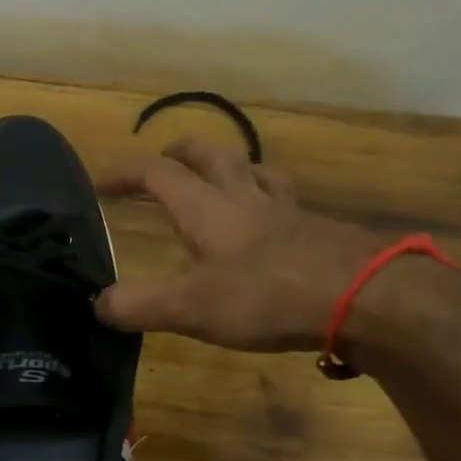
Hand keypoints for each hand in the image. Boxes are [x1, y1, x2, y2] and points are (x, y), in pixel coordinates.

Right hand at [95, 138, 387, 352]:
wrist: (362, 296)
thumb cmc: (266, 296)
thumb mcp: (190, 308)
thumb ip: (139, 305)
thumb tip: (97, 304)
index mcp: (206, 208)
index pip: (157, 173)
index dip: (125, 173)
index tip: (100, 183)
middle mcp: (244, 197)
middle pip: (211, 154)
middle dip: (181, 151)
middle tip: (164, 160)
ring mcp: (286, 211)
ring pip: (254, 170)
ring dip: (230, 167)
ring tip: (219, 179)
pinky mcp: (316, 230)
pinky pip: (284, 200)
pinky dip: (267, 199)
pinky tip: (270, 222)